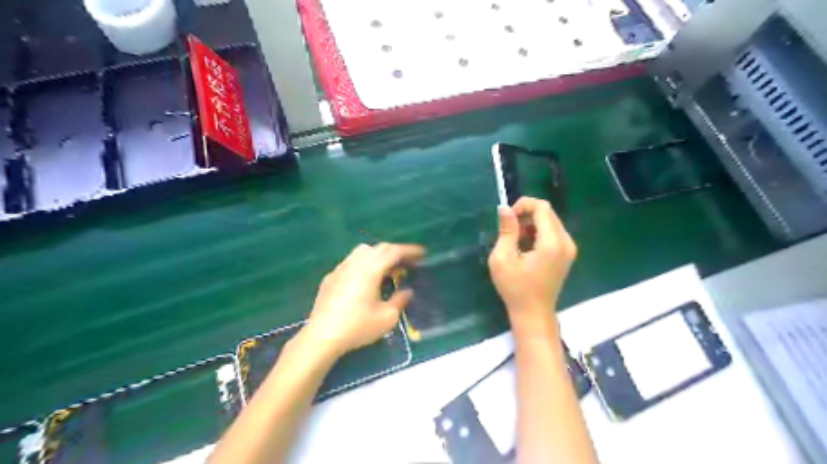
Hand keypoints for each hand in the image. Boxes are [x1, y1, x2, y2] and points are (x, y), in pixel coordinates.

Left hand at [301, 243, 422, 357]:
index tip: (421, 253)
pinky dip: (363, 263)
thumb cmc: (357, 327)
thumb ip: (400, 300)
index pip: (393, 252)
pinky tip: (364, 280)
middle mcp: (355, 264)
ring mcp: (340, 269)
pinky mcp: (330, 277)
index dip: (409, 250)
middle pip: (378, 248)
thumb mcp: (387, 318)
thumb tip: (407, 291)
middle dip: (395, 252)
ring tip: (386, 269)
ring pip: (362, 251)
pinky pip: (350, 262)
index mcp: (371, 270)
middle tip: (407, 262)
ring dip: (378, 255)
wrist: (322, 337)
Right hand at [487, 197, 577, 338]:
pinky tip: (526, 247)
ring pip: (550, 222)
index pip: (542, 208)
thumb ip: (507, 230)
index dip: (523, 205)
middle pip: (548, 213)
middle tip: (509, 229)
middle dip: (527, 214)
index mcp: (552, 243)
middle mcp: (566, 242)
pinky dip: (538, 233)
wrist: (533, 313)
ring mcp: (569, 249)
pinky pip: (553, 233)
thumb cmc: (515, 288)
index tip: (507, 218)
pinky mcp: (566, 254)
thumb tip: (505, 208)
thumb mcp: (503, 258)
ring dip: (532, 224)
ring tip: (516, 240)